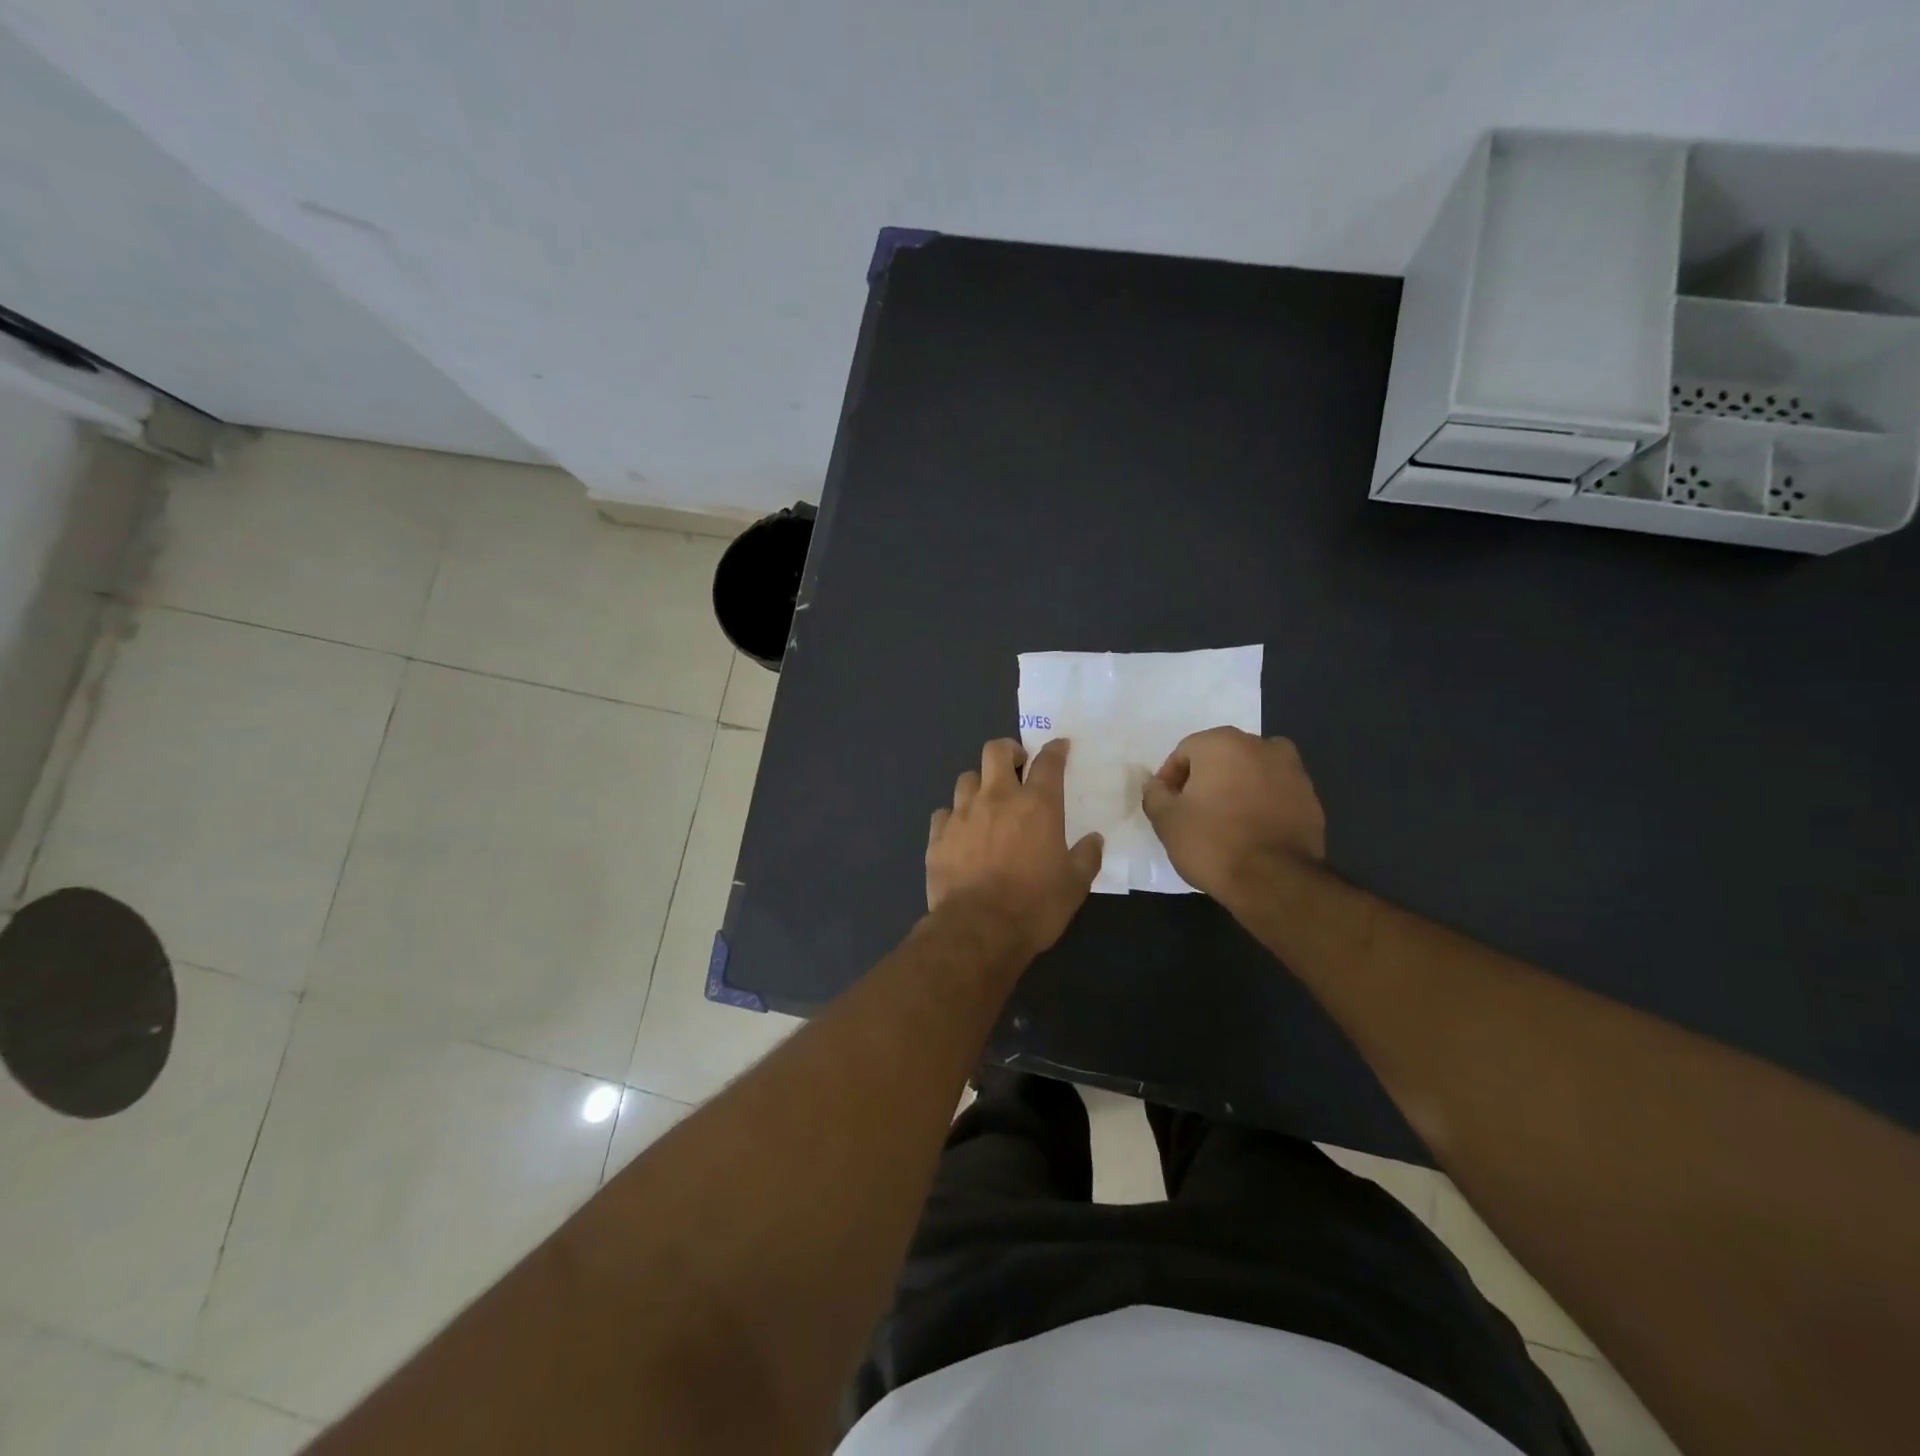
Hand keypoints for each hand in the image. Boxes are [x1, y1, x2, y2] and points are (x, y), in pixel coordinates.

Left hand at [927, 738, 1102, 958]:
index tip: (1059, 747)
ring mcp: (962, 814)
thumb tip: (1094, 839)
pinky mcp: (937, 836)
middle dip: (1008, 751)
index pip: (1048, 762)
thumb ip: (1086, 857)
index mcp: (1037, 805)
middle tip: (1017, 766)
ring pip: (967, 778)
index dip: (1055, 749)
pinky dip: (954, 816)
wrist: (978, 930)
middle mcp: (997, 798)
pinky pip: (943, 812)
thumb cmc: (1034, 906)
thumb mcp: (1074, 886)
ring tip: (986, 801)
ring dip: (979, 784)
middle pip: (996, 750)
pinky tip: (960, 831)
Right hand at [1140, 728, 1324, 900]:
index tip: (1167, 805)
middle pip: (1221, 757)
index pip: (1185, 751)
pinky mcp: (1312, 798)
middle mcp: (1261, 745)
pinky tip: (1252, 831)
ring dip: (1236, 788)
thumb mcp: (1166, 820)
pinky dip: (1262, 803)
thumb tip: (1157, 785)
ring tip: (1225, 821)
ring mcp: (1293, 770)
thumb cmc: (1212, 842)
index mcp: (1222, 743)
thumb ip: (1155, 794)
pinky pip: (1275, 793)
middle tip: (1193, 811)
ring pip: (1252, 772)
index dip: (1170, 778)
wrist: (1275, 880)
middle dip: (1205, 779)